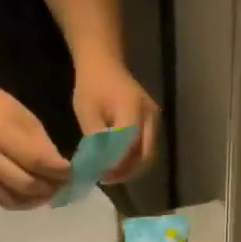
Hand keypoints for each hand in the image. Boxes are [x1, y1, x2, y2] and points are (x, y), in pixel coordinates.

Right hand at [0, 84, 69, 209]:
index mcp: (2, 135)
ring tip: (52, 192)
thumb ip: (44, 147)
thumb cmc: (2, 109)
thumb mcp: (28, 120)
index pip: (37, 161)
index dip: (59, 171)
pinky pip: (5, 201)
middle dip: (51, 187)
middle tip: (65, 184)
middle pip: (26, 184)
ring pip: (16, 199)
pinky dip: (24, 203)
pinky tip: (36, 197)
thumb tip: (61, 170)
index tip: (73, 172)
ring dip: (39, 199)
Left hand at [72, 60, 158, 182]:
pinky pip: (147, 146)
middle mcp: (150, 116)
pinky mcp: (153, 121)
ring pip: (149, 154)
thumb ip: (96, 139)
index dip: (117, 164)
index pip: (129, 146)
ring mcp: (154, 119)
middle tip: (107, 178)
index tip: (101, 175)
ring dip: (132, 167)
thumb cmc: (92, 86)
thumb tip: (100, 166)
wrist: (104, 63)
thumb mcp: (86, 113)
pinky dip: (135, 158)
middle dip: (127, 171)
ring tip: (111, 173)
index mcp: (132, 110)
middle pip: (146, 155)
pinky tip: (118, 161)